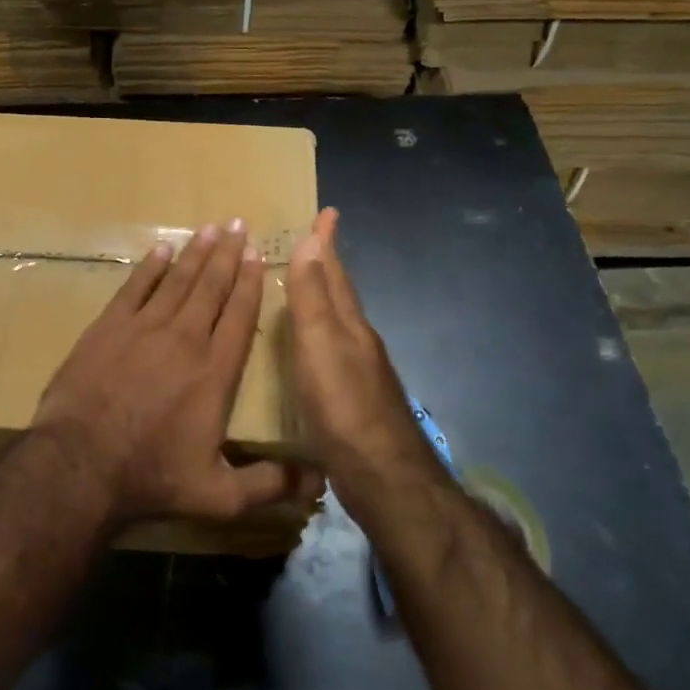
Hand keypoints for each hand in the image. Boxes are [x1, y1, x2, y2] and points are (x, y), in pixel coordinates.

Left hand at [30, 219, 318, 527]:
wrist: (80, 465)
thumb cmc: (152, 477)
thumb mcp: (220, 496)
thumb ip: (270, 484)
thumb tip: (319, 480)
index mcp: (215, 372)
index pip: (239, 316)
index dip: (250, 282)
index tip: (257, 255)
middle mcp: (185, 339)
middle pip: (211, 287)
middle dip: (227, 254)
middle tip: (237, 224)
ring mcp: (143, 329)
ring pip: (177, 281)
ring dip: (195, 253)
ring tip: (209, 227)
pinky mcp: (108, 328)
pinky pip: (135, 288)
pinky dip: (149, 267)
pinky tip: (160, 249)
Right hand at [287, 209, 429, 486]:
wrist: (383, 476)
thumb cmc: (344, 407)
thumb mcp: (321, 346)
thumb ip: (314, 297)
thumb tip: (311, 241)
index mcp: (349, 325)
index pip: (336, 272)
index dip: (328, 243)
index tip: (328, 212)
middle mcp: (358, 341)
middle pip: (341, 295)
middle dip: (328, 266)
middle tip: (313, 244)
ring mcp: (359, 372)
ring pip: (338, 323)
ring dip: (323, 300)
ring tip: (305, 289)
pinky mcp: (353, 400)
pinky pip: (332, 352)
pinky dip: (319, 337)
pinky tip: (311, 351)